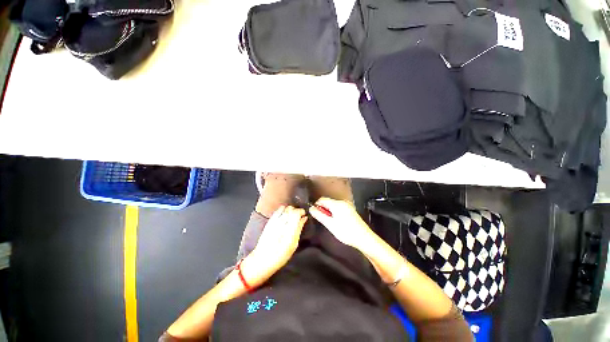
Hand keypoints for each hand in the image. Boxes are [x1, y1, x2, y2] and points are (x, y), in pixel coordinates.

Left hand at [248, 206, 306, 274]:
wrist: (263, 259)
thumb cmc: (281, 255)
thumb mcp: (294, 244)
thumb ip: (299, 228)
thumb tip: (304, 218)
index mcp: (289, 229)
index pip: (296, 212)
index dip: (301, 211)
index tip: (304, 214)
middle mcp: (281, 222)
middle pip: (291, 208)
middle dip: (296, 210)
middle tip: (299, 216)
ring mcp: (274, 221)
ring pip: (284, 208)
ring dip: (289, 210)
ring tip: (291, 216)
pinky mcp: (269, 221)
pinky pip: (277, 211)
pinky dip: (282, 211)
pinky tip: (284, 216)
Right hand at [309, 197, 372, 249]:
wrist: (364, 238)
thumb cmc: (346, 232)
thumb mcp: (330, 224)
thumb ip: (319, 215)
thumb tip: (311, 209)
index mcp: (337, 204)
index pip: (322, 199)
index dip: (317, 205)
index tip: (316, 214)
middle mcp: (342, 202)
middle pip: (328, 202)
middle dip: (323, 209)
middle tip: (324, 220)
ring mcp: (347, 206)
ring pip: (333, 205)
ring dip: (329, 212)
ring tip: (330, 223)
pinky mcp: (350, 210)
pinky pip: (338, 208)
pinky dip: (335, 213)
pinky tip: (337, 222)